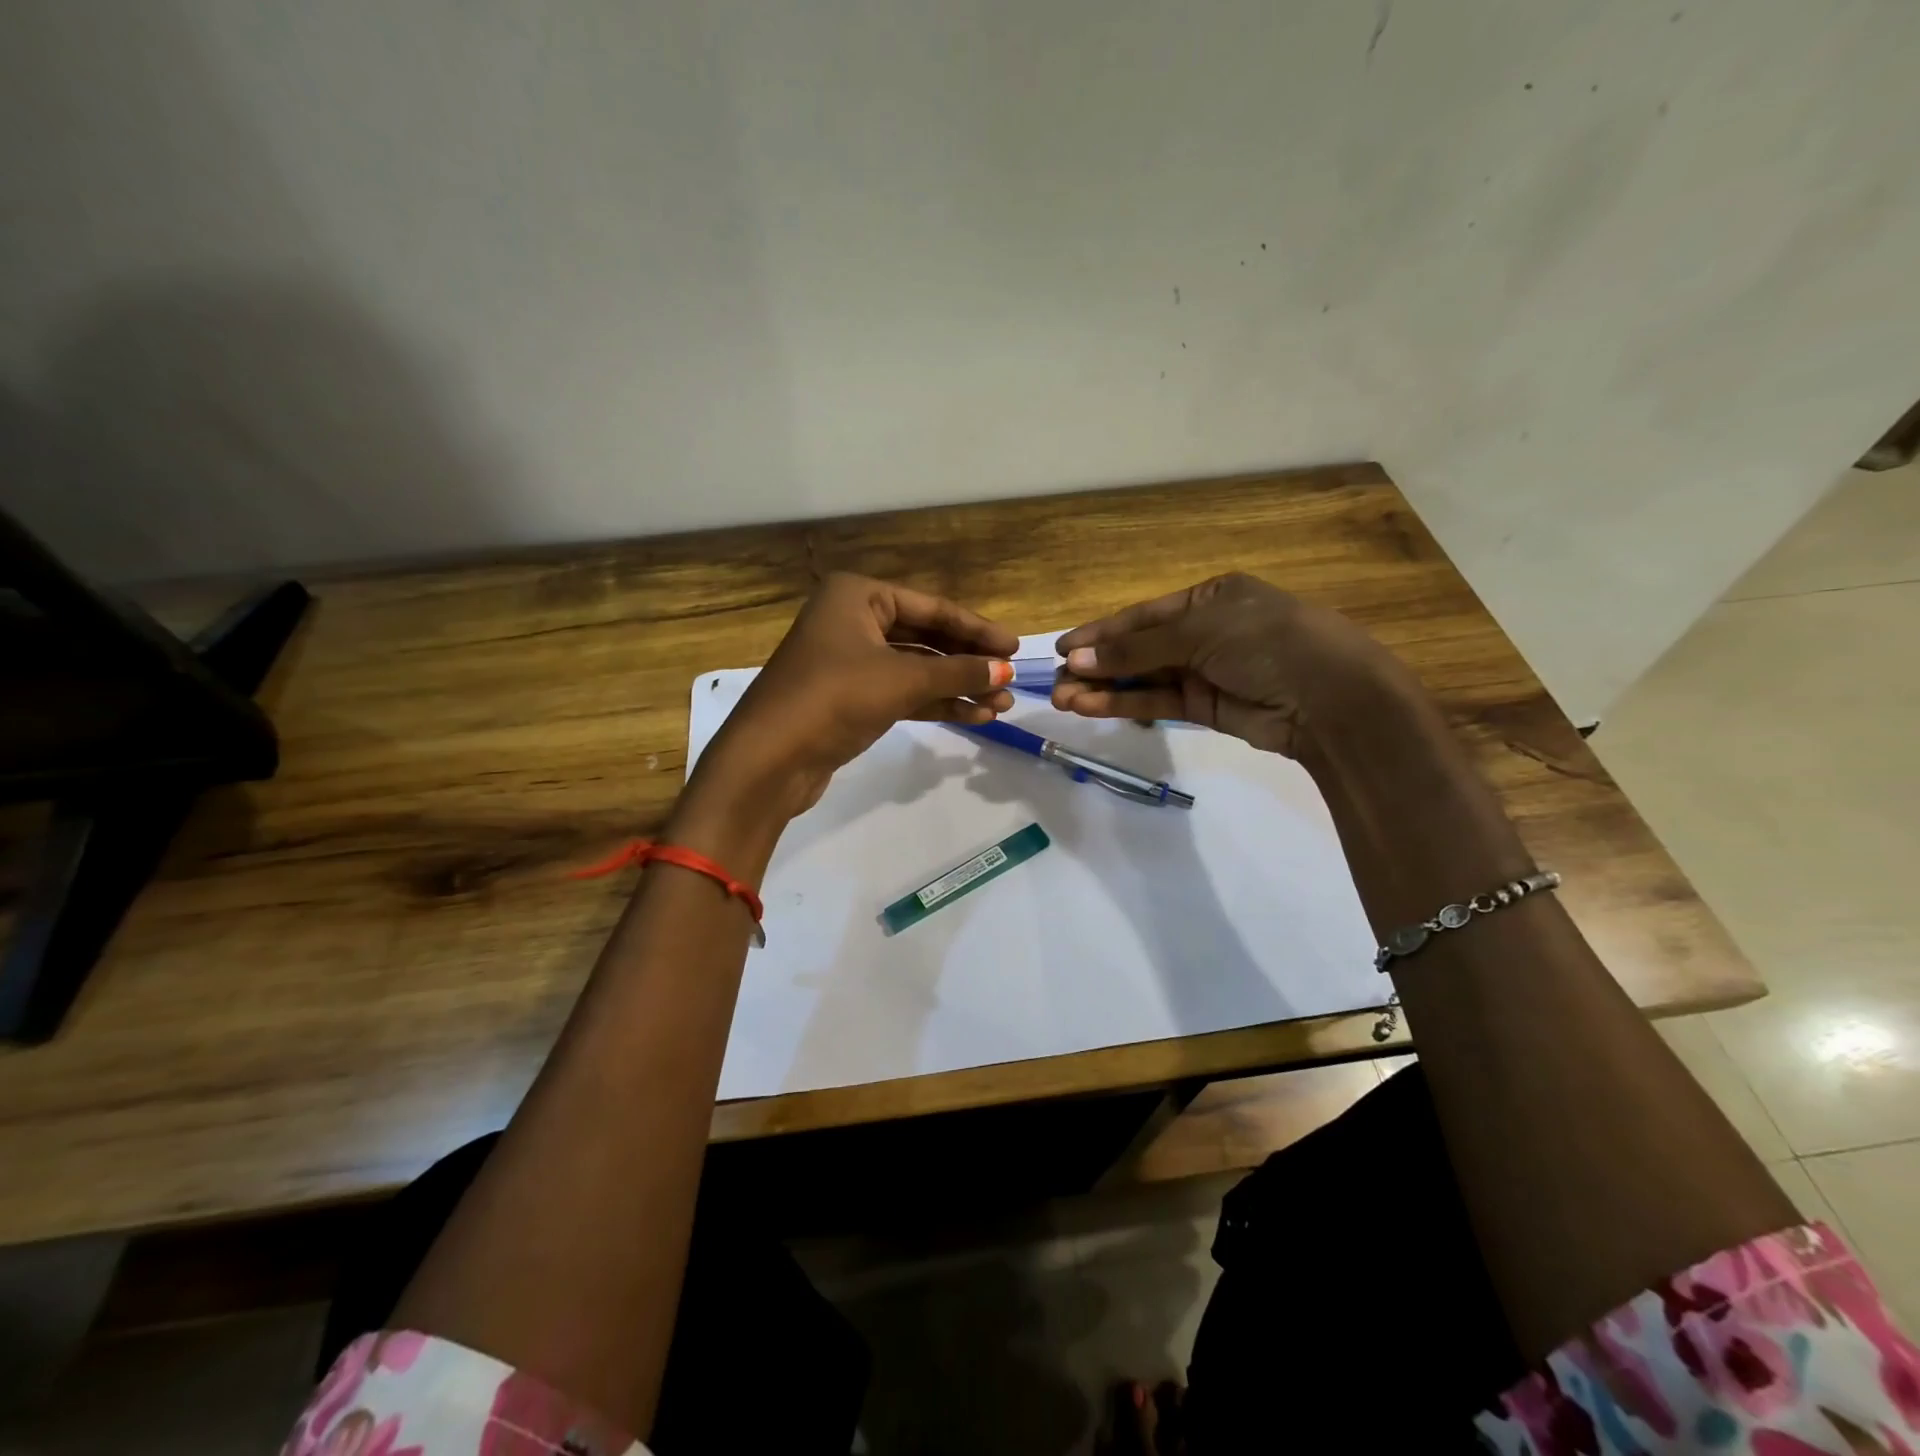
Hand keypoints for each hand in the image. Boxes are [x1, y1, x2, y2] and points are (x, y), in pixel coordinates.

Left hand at [700, 573, 1017, 816]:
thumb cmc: (834, 698)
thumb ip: (958, 671)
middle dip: (968, 663)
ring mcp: (850, 660)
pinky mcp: (851, 698)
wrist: (769, 759)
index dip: (977, 628)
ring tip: (1001, 707)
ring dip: (957, 687)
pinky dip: (935, 703)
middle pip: (926, 637)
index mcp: (858, 595)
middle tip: (1009, 682)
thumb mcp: (902, 680)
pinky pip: (903, 693)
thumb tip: (1005, 671)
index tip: (1015, 647)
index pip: (932, 608)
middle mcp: (853, 620)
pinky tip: (973, 716)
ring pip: (916, 669)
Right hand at [1051, 573, 1406, 757]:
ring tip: (1062, 700)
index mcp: (1208, 597)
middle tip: (1054, 682)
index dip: (1099, 632)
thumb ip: (1136, 647)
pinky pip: (1156, 702)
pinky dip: (1124, 704)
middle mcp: (1203, 631)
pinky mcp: (1204, 707)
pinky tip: (1090, 706)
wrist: (1329, 699)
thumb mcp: (1199, 632)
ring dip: (1102, 688)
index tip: (1059, 648)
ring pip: (1142, 678)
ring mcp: (1204, 670)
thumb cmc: (1266, 643)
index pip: (1141, 614)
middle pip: (1137, 647)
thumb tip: (1075, 658)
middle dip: (1096, 664)